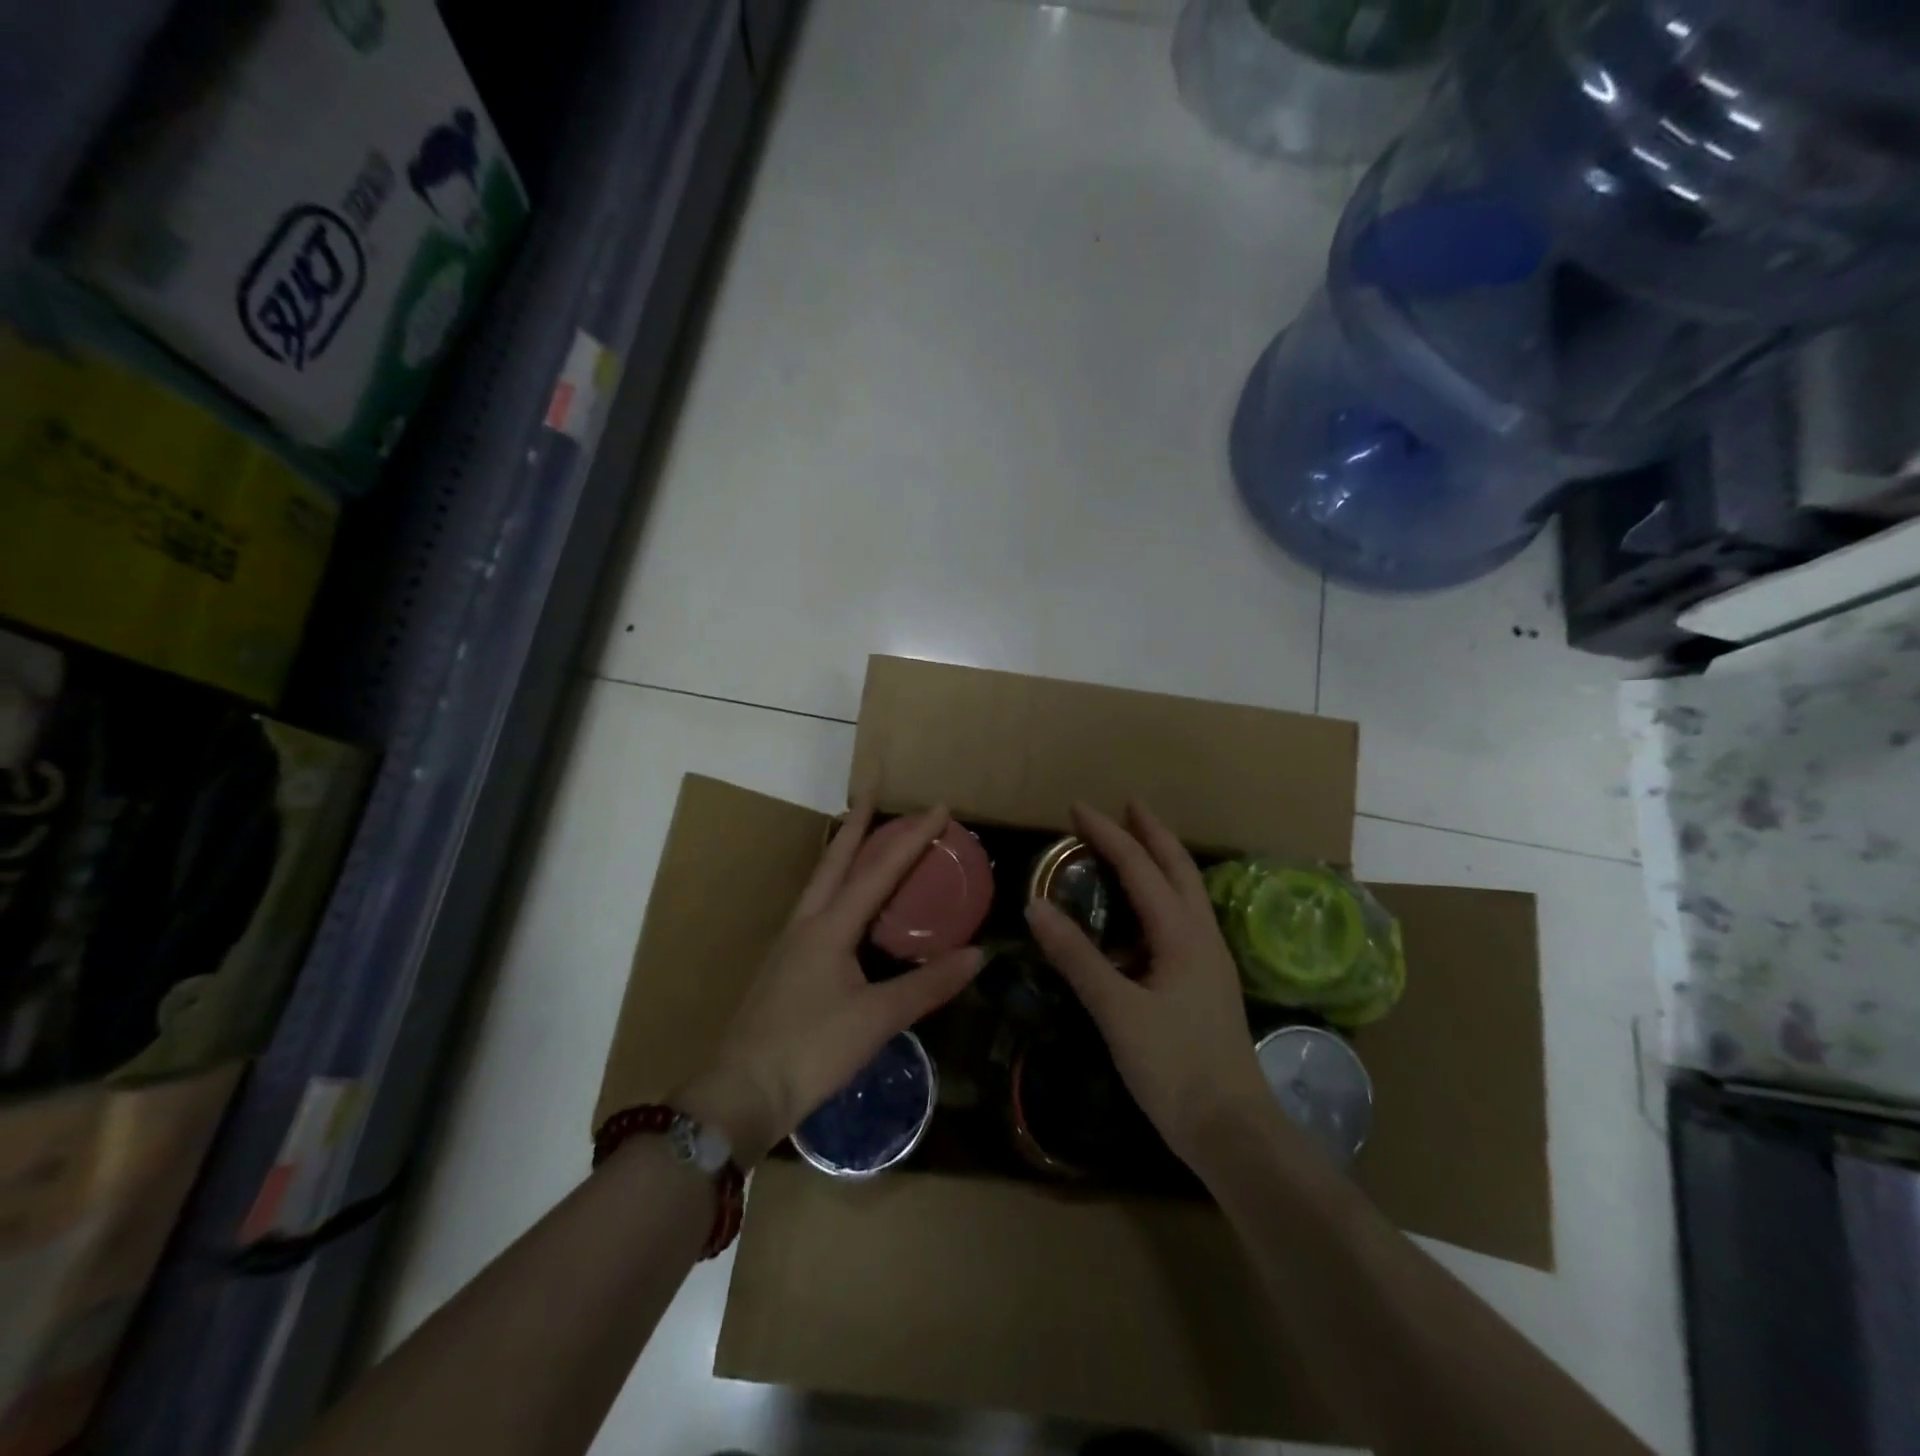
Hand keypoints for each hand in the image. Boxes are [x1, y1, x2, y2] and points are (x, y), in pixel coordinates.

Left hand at [677, 802, 982, 1164]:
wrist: (743, 1092)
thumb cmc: (811, 1049)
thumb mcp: (877, 1018)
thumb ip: (928, 985)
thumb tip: (978, 955)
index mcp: (829, 927)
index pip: (878, 871)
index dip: (911, 839)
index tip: (938, 808)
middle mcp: (807, 924)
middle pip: (834, 862)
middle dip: (856, 825)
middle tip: (872, 793)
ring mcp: (791, 945)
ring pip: (821, 884)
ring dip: (842, 855)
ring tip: (862, 839)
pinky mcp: (785, 967)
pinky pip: (817, 910)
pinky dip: (836, 889)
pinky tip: (844, 906)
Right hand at [1025, 801, 1274, 1170]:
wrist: (1233, 1130)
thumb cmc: (1174, 1067)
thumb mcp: (1117, 1010)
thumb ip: (1077, 957)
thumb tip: (1036, 905)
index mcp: (1182, 935)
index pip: (1141, 867)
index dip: (1109, 834)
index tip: (1078, 808)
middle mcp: (1202, 936)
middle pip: (1178, 868)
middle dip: (1151, 833)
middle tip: (1126, 806)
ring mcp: (1210, 960)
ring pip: (1186, 893)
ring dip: (1161, 861)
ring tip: (1134, 847)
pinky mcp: (1206, 983)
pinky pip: (1182, 920)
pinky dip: (1161, 897)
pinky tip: (1142, 916)